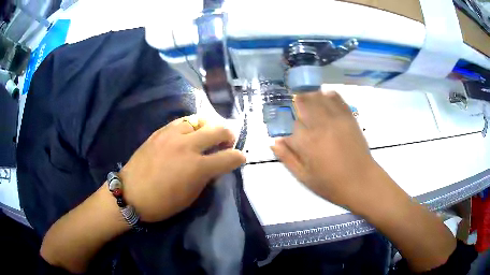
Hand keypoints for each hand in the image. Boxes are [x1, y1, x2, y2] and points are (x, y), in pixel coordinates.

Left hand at [119, 116, 244, 221]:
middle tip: (227, 142)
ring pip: (200, 119)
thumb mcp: (191, 197)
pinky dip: (192, 125)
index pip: (229, 157)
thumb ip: (206, 178)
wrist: (130, 194)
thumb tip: (214, 166)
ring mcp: (172, 135)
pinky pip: (182, 121)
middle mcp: (188, 146)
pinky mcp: (160, 131)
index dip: (239, 158)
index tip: (240, 158)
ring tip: (208, 134)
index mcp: (198, 167)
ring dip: (209, 126)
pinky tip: (190, 132)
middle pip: (219, 129)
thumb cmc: (162, 203)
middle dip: (229, 135)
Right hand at [271, 91, 379, 210]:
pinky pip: (336, 98)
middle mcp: (320, 125)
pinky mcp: (349, 117)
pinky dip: (328, 95)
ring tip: (308, 101)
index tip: (285, 125)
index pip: (289, 121)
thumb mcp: (304, 177)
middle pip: (303, 101)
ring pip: (318, 96)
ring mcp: (336, 118)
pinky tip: (325, 98)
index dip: (284, 121)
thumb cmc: (331, 184)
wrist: (361, 182)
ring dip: (310, 96)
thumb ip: (287, 158)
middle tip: (295, 107)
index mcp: (307, 141)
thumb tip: (274, 142)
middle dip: (296, 102)